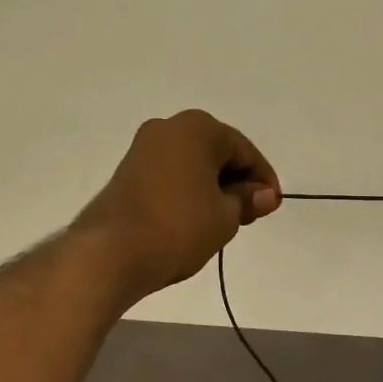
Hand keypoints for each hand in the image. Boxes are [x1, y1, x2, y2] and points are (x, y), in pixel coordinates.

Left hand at [76, 110, 280, 299]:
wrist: (111, 253)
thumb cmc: (178, 228)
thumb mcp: (225, 217)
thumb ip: (247, 200)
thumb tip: (265, 195)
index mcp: (197, 128)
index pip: (244, 151)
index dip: (263, 180)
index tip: (271, 207)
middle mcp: (168, 128)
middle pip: (217, 153)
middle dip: (237, 182)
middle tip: (250, 216)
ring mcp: (143, 148)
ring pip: (193, 164)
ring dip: (212, 188)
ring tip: (223, 222)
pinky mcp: (127, 172)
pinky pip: (171, 175)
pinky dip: (188, 192)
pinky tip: (195, 219)